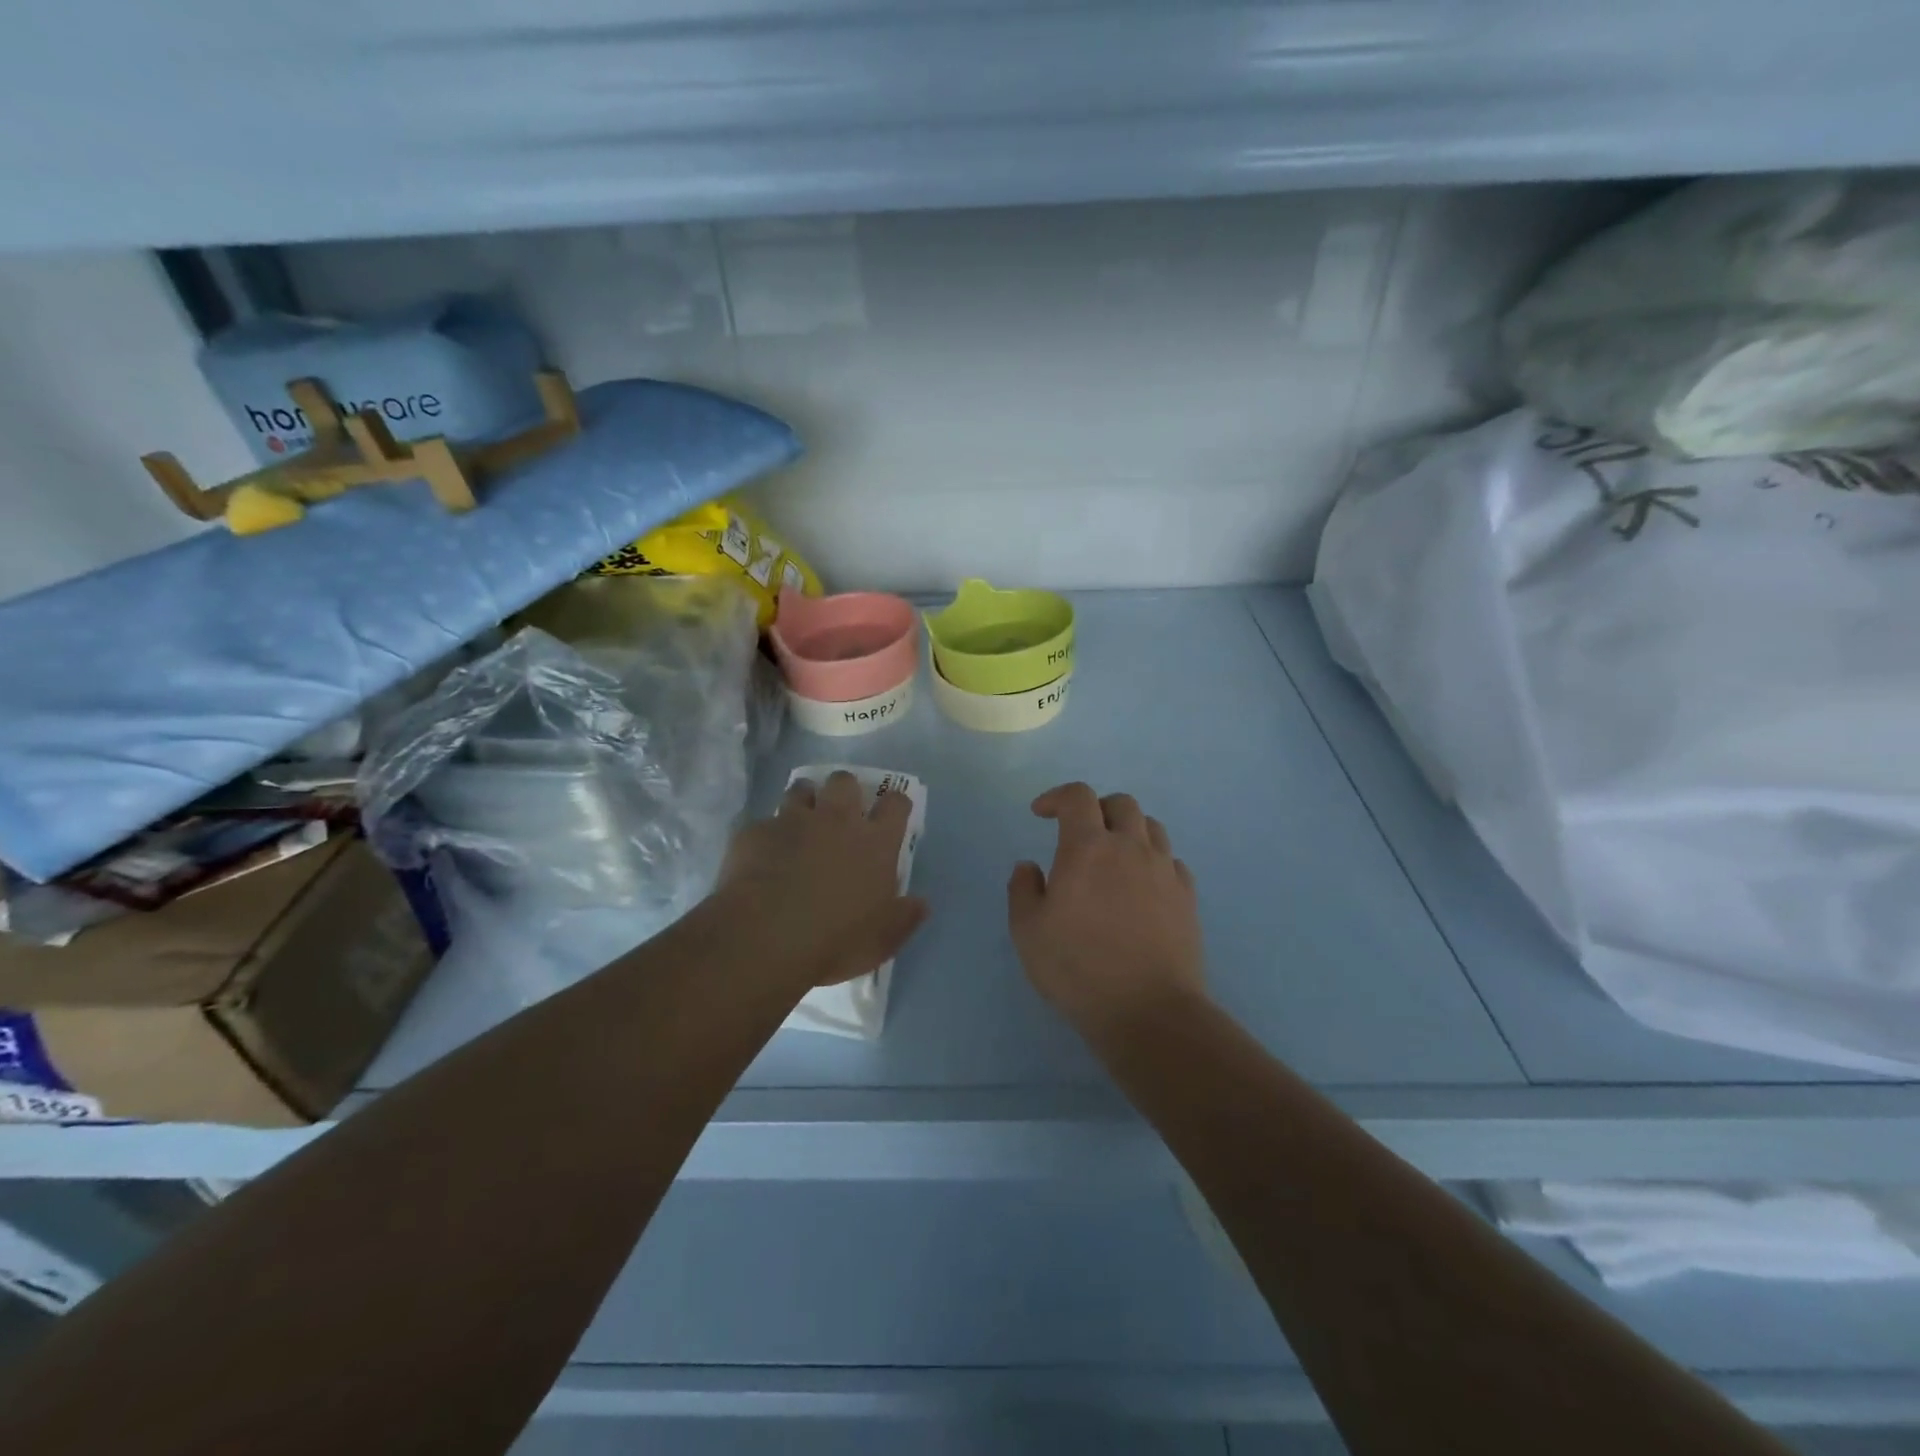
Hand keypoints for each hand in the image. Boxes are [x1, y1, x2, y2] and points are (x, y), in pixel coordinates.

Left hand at [715, 771, 927, 989]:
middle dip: (845, 790)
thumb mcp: (882, 940)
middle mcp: (836, 820)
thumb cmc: (835, 941)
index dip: (896, 804)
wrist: (764, 939)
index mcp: (874, 843)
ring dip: (805, 801)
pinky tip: (762, 856)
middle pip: (845, 782)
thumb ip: (905, 917)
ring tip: (800, 823)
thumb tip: (921, 903)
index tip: (892, 815)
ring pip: (801, 789)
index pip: (896, 804)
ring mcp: (793, 822)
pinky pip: (764, 823)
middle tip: (840, 813)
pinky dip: (767, 835)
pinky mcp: (756, 832)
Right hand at [1007, 782, 1206, 1042]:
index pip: (1078, 797)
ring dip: (1128, 831)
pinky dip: (1152, 861)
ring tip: (1113, 857)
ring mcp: (1164, 871)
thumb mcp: (1028, 932)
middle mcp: (1131, 848)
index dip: (1057, 796)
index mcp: (1088, 848)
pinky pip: (1171, 861)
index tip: (1041, 813)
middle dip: (1096, 808)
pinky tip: (1141, 887)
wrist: (1149, 1011)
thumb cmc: (1078, 969)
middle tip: (1079, 833)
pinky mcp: (1187, 897)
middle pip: (1121, 804)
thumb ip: (1023, 890)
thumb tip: (1029, 866)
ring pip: (1151, 828)